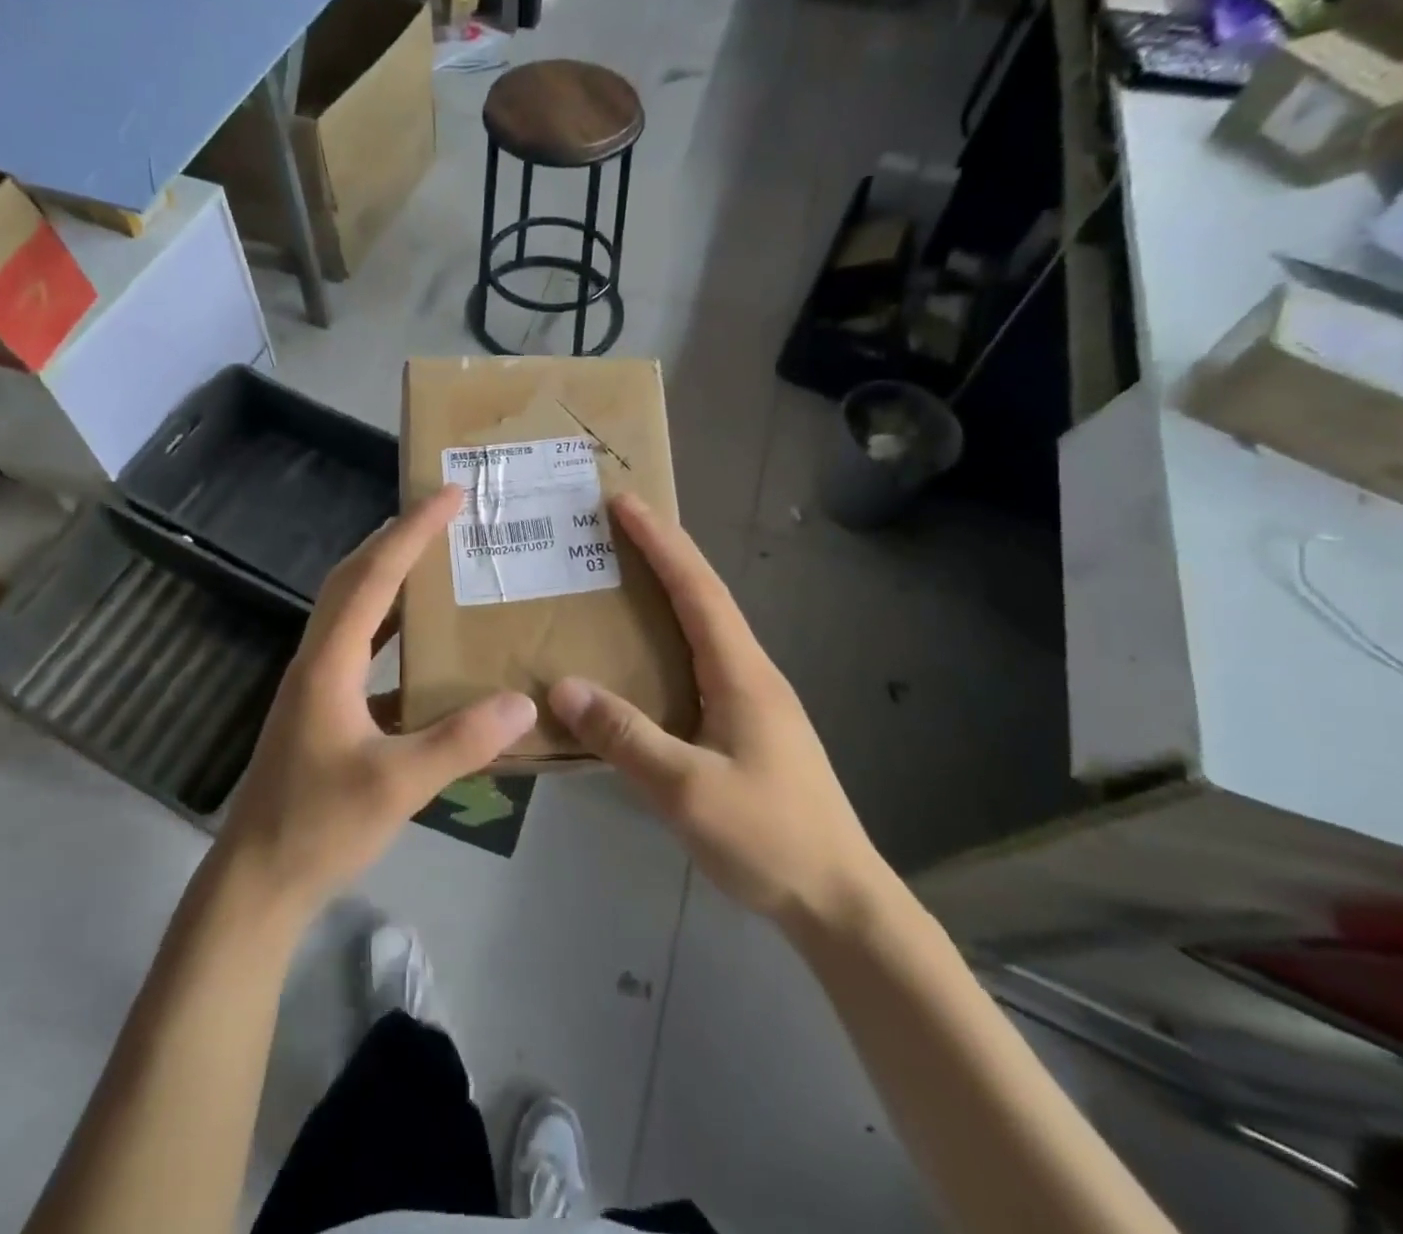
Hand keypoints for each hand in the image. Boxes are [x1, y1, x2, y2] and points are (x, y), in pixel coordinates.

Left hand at [215, 485, 537, 922]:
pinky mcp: (324, 707)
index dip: (411, 532)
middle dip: (397, 538)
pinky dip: (391, 627)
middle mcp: (319, 658)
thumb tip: (524, 703)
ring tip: (436, 560)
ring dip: (390, 576)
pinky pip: (361, 647)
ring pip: (354, 609)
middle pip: (354, 578)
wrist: (258, 880)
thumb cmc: (319, 826)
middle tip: (442, 512)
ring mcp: (317, 683)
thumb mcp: (397, 785)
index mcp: (329, 661)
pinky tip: (424, 643)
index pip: (373, 577)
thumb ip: (461, 742)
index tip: (448, 495)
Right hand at [549, 496, 888, 939]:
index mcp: (741, 674)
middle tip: (616, 528)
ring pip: (706, 628)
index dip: (661, 542)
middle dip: (663, 554)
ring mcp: (754, 701)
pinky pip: (702, 661)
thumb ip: (625, 735)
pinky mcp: (749, 727)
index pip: (697, 590)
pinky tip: (647, 656)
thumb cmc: (768, 838)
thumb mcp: (686, 790)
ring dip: (669, 592)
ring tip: (623, 577)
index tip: (625, 502)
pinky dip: (671, 636)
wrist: (839, 900)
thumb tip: (563, 687)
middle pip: (705, 597)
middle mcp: (751, 674)